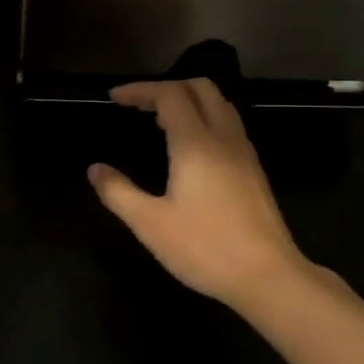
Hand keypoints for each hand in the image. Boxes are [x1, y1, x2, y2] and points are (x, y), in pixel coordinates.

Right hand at [88, 79, 307, 307]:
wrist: (268, 276)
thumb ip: (118, 192)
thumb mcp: (150, 224)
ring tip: (160, 120)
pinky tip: (190, 146)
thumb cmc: (205, 248)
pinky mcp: (254, 169)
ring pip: (219, 104)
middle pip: (200, 88)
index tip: (115, 98)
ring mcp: (244, 152)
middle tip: (138, 106)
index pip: (169, 94)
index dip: (140, 90)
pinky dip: (205, 117)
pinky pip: (229, 124)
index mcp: (196, 143)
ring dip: (189, 100)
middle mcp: (224, 138)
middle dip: (166, 87)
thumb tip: (95, 169)